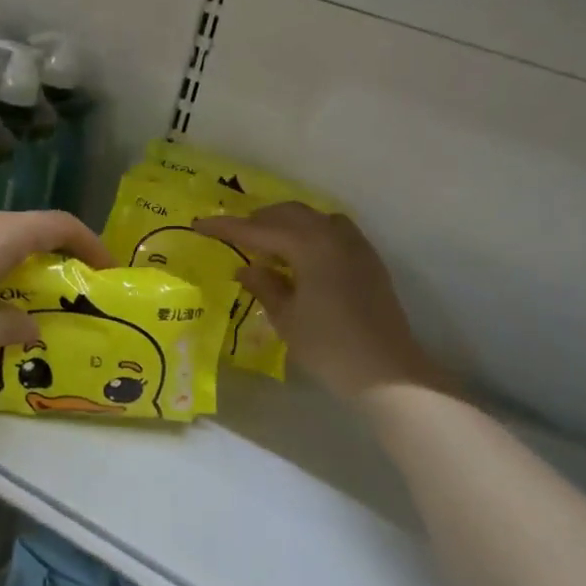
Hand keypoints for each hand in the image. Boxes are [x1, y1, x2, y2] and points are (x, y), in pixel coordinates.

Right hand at [194, 203, 450, 400]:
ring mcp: (356, 245)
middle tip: (233, 234)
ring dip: (286, 223)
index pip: (259, 229)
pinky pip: (332, 231)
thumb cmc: (328, 346)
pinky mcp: (368, 260)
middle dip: (258, 219)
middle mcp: (334, 235)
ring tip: (266, 243)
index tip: (200, 224)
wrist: (386, 372)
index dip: (227, 227)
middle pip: (289, 213)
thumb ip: (264, 286)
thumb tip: (246, 269)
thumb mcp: (286, 317)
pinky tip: (300, 256)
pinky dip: (309, 233)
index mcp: (309, 245)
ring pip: (314, 218)